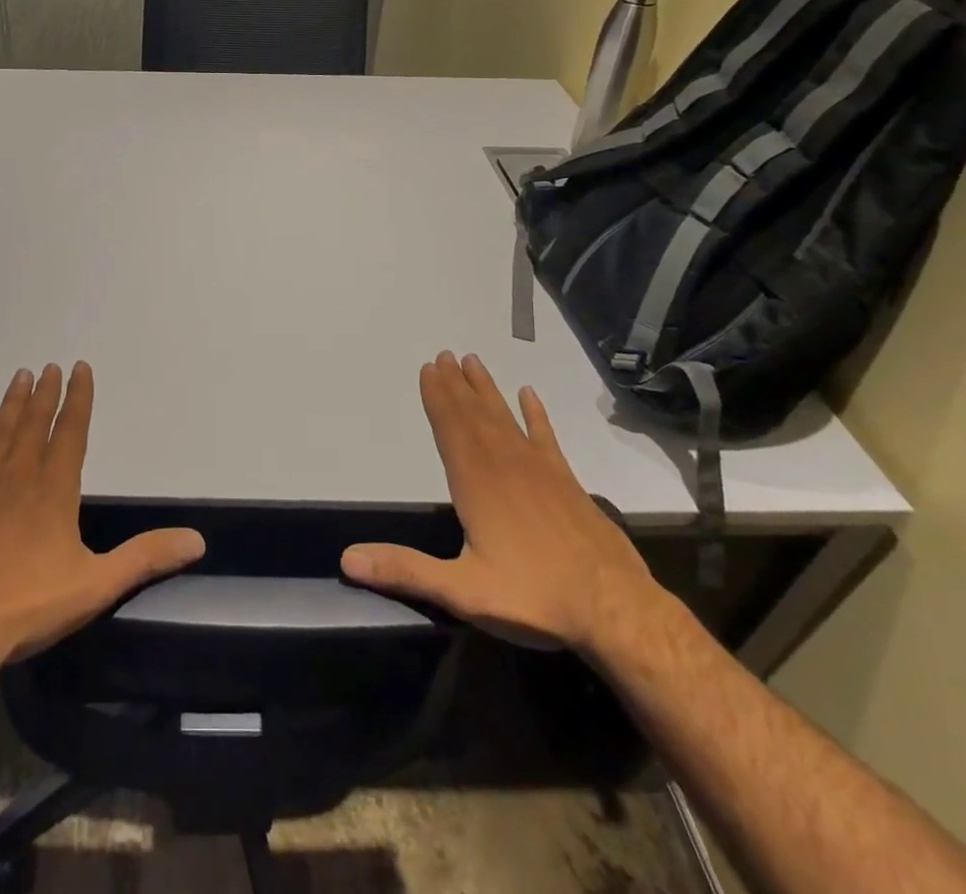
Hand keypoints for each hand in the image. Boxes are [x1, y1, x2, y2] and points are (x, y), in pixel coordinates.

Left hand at [0, 362, 204, 674]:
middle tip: (48, 366)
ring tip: (20, 376)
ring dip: (11, 404)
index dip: (78, 398)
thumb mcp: (95, 586)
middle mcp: (17, 476)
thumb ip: (145, 558)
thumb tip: (196, 540)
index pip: (71, 432)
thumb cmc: (25, 607)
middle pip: (34, 424)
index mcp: (54, 490)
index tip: (80, 368)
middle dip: (45, 393)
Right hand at [341, 351, 655, 652]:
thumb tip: (348, 558)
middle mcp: (505, 465)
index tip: (428, 368)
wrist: (617, 610)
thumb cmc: (535, 598)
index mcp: (477, 484)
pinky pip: (545, 436)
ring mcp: (539, 470)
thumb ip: (406, 571)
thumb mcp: (462, 592)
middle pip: (474, 415)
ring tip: (472, 362)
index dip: (437, 398)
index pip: (450, 430)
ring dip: (486, 390)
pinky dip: (536, 414)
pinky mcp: (566, 481)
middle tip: (444, 355)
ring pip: (505, 418)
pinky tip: (529, 394)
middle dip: (456, 385)